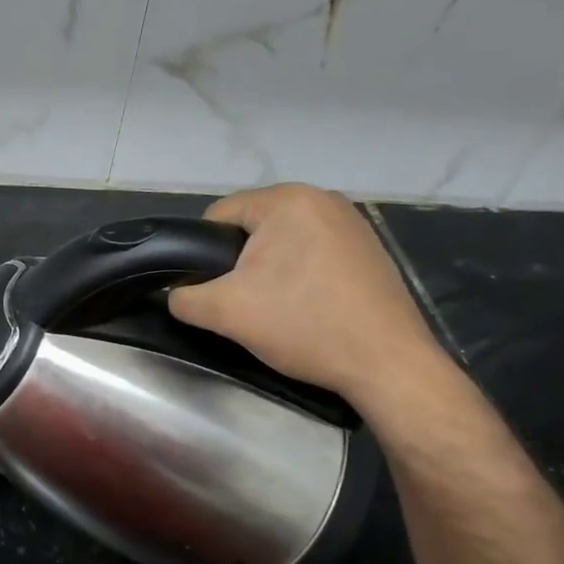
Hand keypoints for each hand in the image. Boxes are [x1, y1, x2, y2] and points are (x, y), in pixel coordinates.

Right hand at [167, 184, 448, 408]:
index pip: (218, 215)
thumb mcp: (226, 312)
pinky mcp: (369, 249)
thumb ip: (184, 297)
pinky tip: (307, 307)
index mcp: (287, 200)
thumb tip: (174, 293)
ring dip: (269, 269)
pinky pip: (314, 253)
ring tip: (273, 308)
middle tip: (241, 303)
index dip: (201, 252)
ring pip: (283, 241)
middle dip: (238, 262)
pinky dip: (301, 275)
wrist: (389, 365)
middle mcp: (322, 198)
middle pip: (252, 227)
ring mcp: (352, 222)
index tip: (209, 289)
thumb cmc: (304, 325)